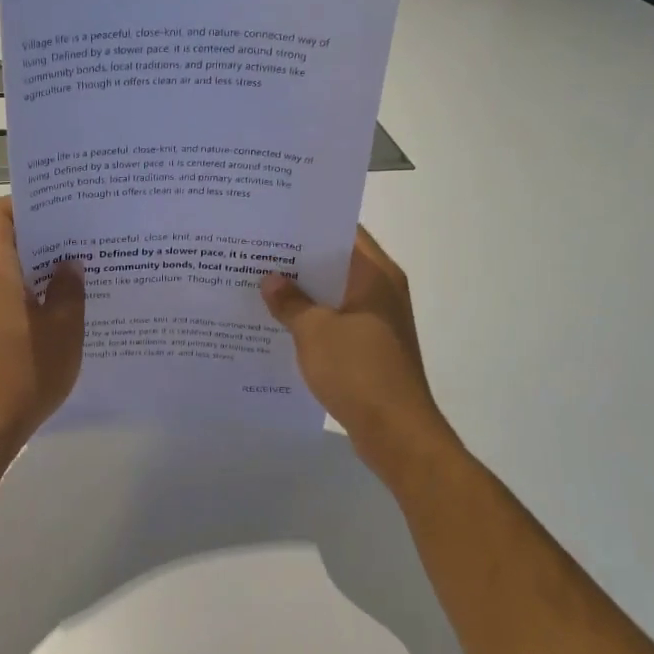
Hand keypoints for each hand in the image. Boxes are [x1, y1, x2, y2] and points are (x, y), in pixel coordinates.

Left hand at [0, 197, 84, 452]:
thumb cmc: (22, 375)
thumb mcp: (62, 332)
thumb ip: (68, 291)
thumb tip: (69, 263)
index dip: (21, 202)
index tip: (59, 207)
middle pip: (3, 240)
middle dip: (42, 234)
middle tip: (84, 235)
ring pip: (9, 271)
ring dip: (40, 266)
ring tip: (83, 270)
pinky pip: (8, 297)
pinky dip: (33, 293)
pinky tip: (65, 309)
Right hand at [261, 228, 458, 483]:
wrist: (396, 433)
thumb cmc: (359, 371)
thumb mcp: (315, 331)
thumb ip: (290, 302)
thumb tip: (270, 280)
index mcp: (376, 275)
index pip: (344, 231)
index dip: (309, 223)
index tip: (274, 221)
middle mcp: (381, 291)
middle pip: (336, 262)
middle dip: (298, 259)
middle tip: (256, 251)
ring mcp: (377, 321)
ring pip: (334, 294)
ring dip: (303, 292)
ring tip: (258, 284)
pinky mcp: (370, 348)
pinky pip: (335, 322)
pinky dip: (311, 320)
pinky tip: (277, 324)